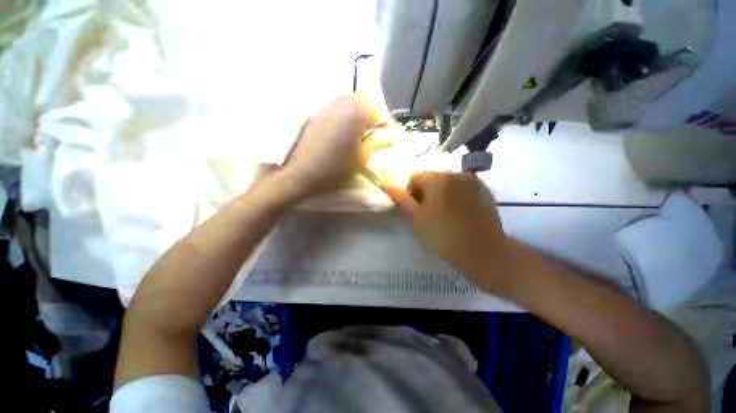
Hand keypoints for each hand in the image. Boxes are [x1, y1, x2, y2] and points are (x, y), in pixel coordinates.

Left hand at [282, 93, 382, 198]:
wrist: (301, 172)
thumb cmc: (334, 168)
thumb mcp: (361, 157)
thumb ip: (378, 142)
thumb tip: (393, 136)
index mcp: (356, 113)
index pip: (380, 111)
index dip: (386, 125)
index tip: (388, 137)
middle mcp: (342, 102)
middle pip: (366, 101)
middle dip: (374, 116)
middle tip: (374, 134)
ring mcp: (327, 105)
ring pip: (351, 102)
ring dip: (360, 114)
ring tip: (360, 133)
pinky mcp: (318, 111)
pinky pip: (338, 106)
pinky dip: (346, 115)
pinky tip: (344, 132)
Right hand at [383, 172, 514, 292]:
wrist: (483, 252)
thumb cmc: (443, 235)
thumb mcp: (416, 218)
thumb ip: (401, 199)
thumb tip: (385, 185)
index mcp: (437, 178)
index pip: (415, 177)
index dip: (411, 193)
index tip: (417, 211)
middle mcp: (456, 173)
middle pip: (432, 178)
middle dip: (427, 193)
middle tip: (430, 215)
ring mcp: (473, 181)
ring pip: (448, 183)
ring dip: (442, 194)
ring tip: (447, 215)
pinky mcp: (485, 190)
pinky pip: (463, 188)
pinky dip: (457, 196)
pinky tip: (461, 214)